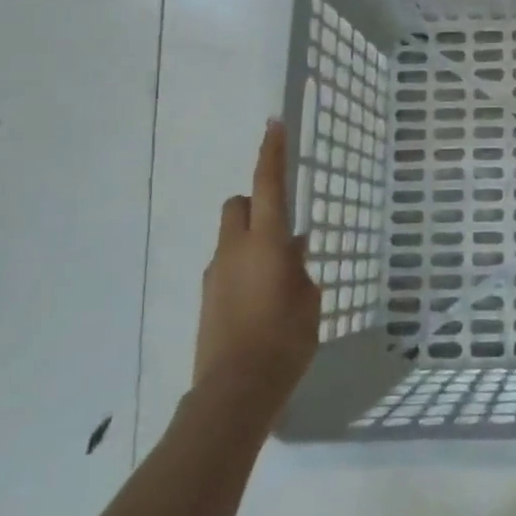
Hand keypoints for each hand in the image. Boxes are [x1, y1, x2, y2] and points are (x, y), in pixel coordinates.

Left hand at [195, 120, 321, 412]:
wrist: (235, 391)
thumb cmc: (285, 340)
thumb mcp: (309, 300)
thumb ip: (300, 267)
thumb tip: (293, 248)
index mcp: (265, 242)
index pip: (268, 185)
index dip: (271, 152)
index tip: (274, 124)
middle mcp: (234, 249)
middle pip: (238, 205)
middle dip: (257, 203)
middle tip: (282, 226)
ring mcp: (215, 274)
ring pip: (231, 236)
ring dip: (251, 238)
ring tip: (277, 273)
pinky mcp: (207, 297)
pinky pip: (227, 264)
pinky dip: (243, 265)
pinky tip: (262, 297)